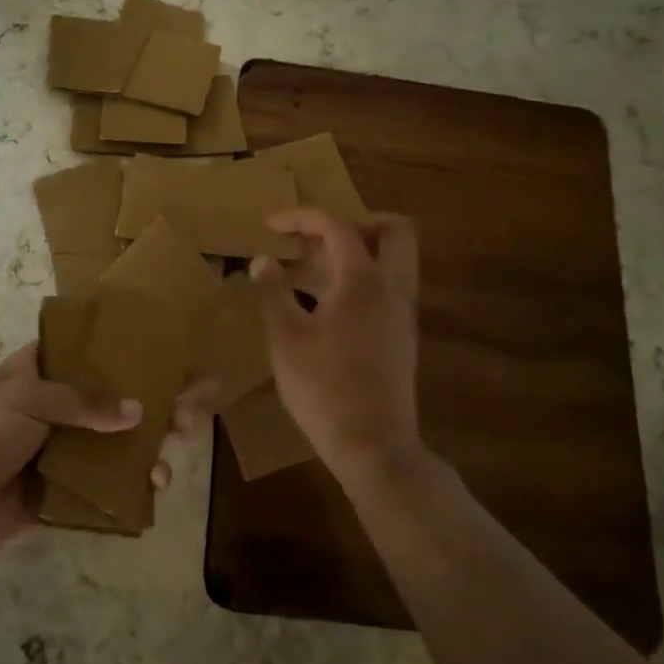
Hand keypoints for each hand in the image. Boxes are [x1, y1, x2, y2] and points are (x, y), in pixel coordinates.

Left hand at [0, 343, 156, 554]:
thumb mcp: (26, 400)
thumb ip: (81, 402)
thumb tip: (138, 412)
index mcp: (40, 373)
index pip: (86, 352)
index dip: (122, 353)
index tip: (163, 359)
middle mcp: (57, 407)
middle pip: (110, 401)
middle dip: (148, 409)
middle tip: (184, 418)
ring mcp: (63, 448)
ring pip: (113, 445)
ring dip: (144, 453)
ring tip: (163, 469)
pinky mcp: (65, 487)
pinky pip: (103, 484)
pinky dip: (128, 487)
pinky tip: (152, 491)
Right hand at [249, 209, 423, 480]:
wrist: (374, 447)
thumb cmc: (324, 387)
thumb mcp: (286, 337)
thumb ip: (272, 291)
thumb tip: (262, 260)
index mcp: (363, 280)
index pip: (337, 226)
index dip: (301, 217)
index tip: (270, 225)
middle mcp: (392, 289)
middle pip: (393, 232)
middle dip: (355, 223)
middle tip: (315, 237)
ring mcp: (401, 315)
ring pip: (391, 262)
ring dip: (354, 254)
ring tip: (306, 270)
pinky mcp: (400, 339)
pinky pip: (385, 289)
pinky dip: (357, 281)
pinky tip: (319, 306)